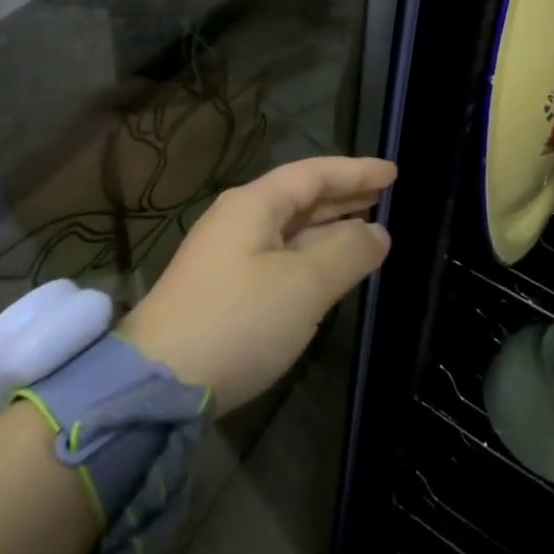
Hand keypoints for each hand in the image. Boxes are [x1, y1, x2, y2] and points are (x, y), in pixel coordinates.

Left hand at [118, 156, 395, 412]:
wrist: (160, 382)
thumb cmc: (238, 320)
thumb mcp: (303, 285)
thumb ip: (346, 252)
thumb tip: (376, 232)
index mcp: (253, 205)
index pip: (313, 174)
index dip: (355, 171)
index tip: (393, 172)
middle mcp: (239, 221)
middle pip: (300, 198)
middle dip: (344, 196)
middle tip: (386, 196)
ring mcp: (230, 256)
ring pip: (291, 231)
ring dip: (330, 228)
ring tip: (369, 228)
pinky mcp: (227, 290)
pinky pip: (281, 258)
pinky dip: (313, 256)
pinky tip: (332, 268)